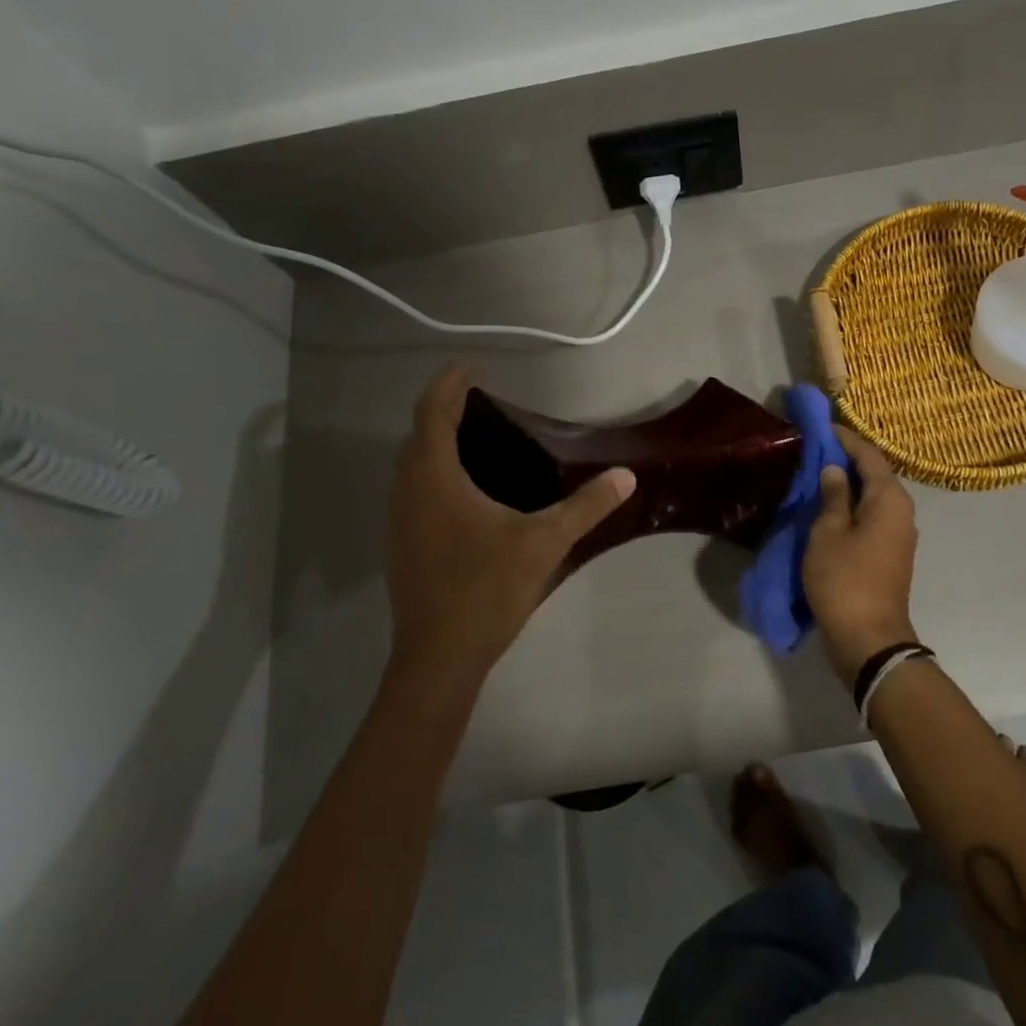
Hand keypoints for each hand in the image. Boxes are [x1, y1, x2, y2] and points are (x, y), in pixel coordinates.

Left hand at [385, 366, 635, 688]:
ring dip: (435, 444)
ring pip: (412, 466)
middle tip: (481, 402)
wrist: (439, 658)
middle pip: (418, 435)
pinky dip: (434, 474)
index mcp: (434, 478)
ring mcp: (399, 521)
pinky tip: (466, 493)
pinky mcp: (403, 546)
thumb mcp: (544, 543)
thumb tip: (626, 475)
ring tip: (476, 439)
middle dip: (443, 411)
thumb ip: (585, 506)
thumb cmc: (485, 589)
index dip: (448, 385)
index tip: (470, 367)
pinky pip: (413, 491)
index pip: (432, 412)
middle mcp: (407, 492)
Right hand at [803, 425, 918, 683]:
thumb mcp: (828, 532)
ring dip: (848, 482)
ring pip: (873, 495)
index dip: (845, 438)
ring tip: (818, 472)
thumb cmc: (845, 580)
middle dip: (846, 458)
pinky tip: (829, 505)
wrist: (869, 639)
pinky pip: (872, 515)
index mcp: (889, 499)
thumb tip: (834, 469)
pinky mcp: (891, 552)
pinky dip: (852, 504)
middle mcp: (901, 510)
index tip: (821, 426)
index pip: (868, 454)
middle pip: (875, 473)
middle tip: (815, 446)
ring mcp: (899, 533)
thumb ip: (832, 496)